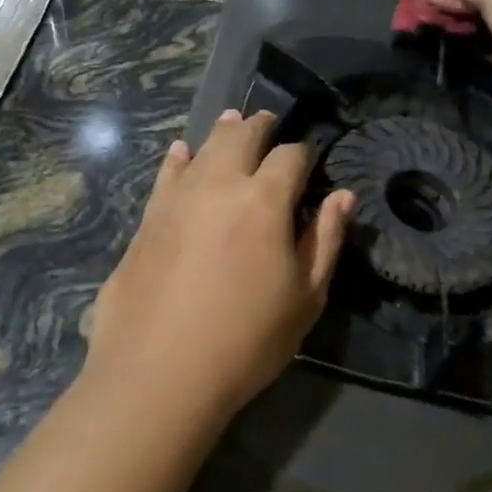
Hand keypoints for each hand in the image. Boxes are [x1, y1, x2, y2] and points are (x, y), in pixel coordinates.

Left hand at [86, 110, 355, 418]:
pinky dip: (179, 157)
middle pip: (242, 136)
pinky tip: (182, 152)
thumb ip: (325, 240)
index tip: (309, 158)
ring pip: (204, 146)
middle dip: (261, 126)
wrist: (158, 371)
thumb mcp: (305, 298)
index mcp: (264, 199)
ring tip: (232, 121)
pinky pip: (167, 172)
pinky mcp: (149, 215)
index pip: (291, 156)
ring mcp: (178, 196)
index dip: (304, 152)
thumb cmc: (246, 340)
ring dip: (223, 131)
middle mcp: (220, 183)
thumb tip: (342, 195)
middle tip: (269, 122)